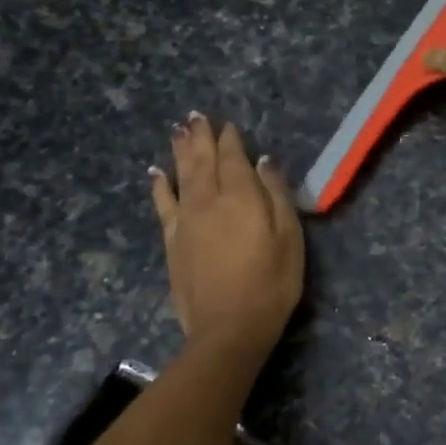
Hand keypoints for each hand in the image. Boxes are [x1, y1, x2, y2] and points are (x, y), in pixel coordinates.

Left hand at [151, 113, 303, 352]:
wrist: (228, 328)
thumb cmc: (271, 284)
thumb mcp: (289, 238)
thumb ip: (277, 196)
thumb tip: (265, 162)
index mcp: (241, 197)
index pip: (233, 158)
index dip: (231, 140)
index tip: (228, 124)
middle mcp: (208, 200)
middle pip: (202, 160)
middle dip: (201, 137)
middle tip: (197, 117)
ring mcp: (185, 220)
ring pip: (180, 175)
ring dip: (179, 151)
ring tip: (178, 131)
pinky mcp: (172, 240)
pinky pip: (163, 204)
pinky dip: (159, 185)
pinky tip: (156, 173)